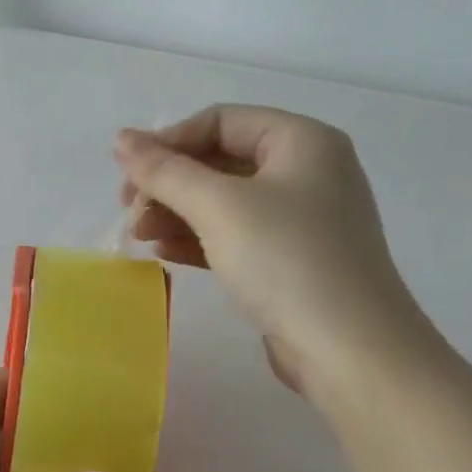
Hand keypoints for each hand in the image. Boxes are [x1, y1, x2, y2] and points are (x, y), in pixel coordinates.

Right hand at [113, 105, 431, 389]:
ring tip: (139, 235)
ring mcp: (302, 220)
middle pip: (220, 160)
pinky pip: (236, 236)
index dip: (168, 141)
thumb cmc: (286, 261)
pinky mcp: (292, 261)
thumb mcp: (219, 207)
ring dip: (177, 213)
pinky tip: (164, 254)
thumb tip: (121, 138)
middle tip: (129, 210)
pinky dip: (199, 239)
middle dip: (170, 183)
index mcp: (302, 141)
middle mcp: (307, 172)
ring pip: (225, 202)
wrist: (349, 350)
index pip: (221, 121)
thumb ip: (165, 170)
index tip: (127, 174)